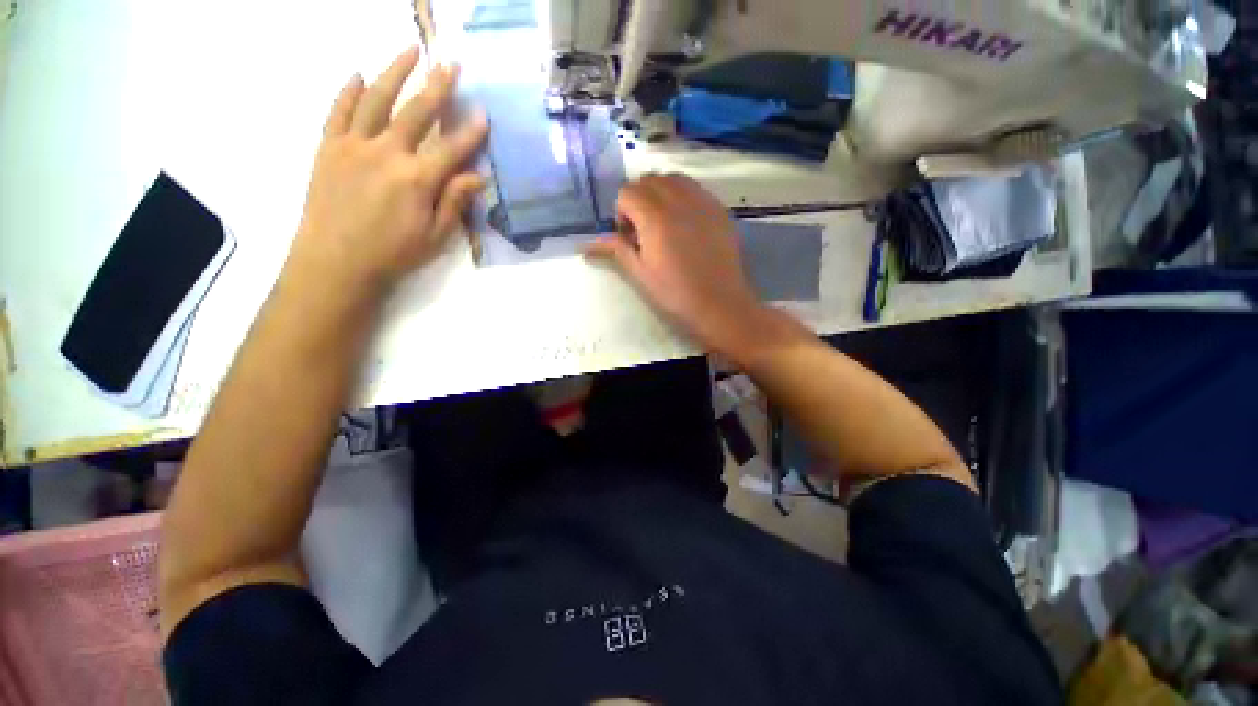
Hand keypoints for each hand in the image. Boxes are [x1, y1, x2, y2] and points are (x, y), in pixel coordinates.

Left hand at [287, 47, 488, 295]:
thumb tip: (478, 177)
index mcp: (417, 179)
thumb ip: (454, 202)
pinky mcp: (328, 147)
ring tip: (409, 50)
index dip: (471, 132)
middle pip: (416, 112)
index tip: (484, 113)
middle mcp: (387, 152)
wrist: (335, 262)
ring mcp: (353, 145)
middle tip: (451, 63)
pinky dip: (347, 91)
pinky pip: (338, 111)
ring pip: (375, 98)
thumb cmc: (393, 253)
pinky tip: (357, 74)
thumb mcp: (435, 236)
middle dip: (437, 86)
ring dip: (394, 72)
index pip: (451, 149)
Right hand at [585, 174, 781, 362]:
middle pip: (649, 179)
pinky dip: (683, 197)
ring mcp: (703, 202)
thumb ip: (616, 250)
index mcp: (655, 217)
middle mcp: (679, 200)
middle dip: (639, 199)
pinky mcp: (720, 209)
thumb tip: (587, 243)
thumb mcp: (640, 274)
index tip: (629, 237)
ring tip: (664, 224)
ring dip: (661, 193)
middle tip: (644, 230)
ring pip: (674, 179)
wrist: (720, 305)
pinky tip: (686, 225)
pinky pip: (696, 189)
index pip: (627, 192)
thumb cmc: (675, 295)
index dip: (621, 212)